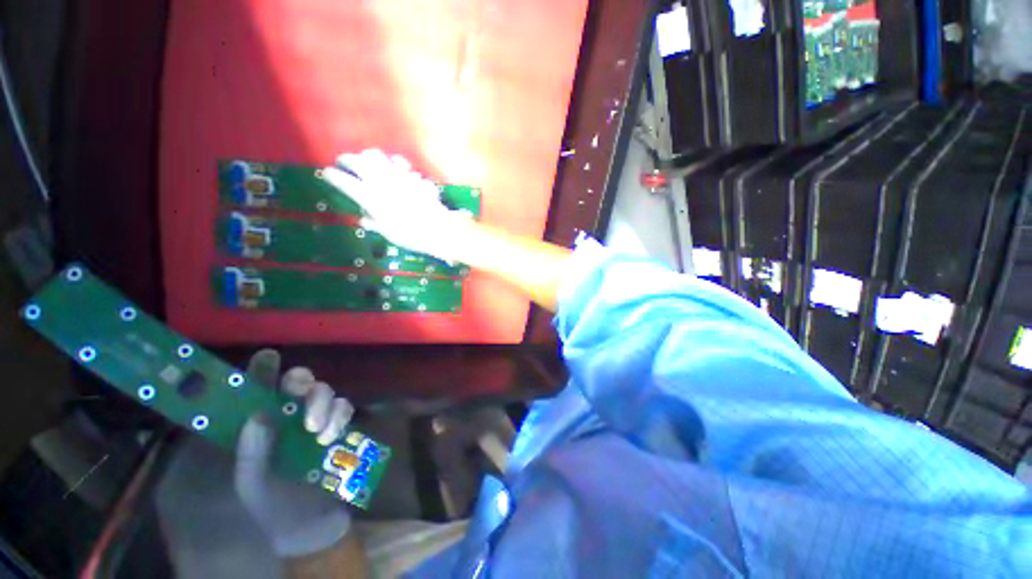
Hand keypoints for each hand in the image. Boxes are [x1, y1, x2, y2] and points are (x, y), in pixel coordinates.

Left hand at [234, 349, 354, 557]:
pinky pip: (344, 407)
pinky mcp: (338, 427)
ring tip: (316, 429)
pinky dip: (339, 415)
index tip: (269, 356)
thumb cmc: (272, 506)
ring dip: (321, 403)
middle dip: (300, 380)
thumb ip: (251, 452)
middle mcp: (288, 417)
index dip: (262, 370)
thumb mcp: (252, 484)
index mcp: (259, 427)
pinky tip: (331, 435)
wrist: (310, 525)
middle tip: (300, 390)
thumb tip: (260, 414)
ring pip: (324, 390)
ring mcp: (315, 420)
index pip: (257, 390)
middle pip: (297, 382)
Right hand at [321, 149, 471, 260]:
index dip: (333, 176)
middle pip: (357, 162)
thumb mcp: (389, 233)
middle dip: (346, 160)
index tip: (326, 173)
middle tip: (343, 161)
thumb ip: (374, 223)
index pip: (345, 182)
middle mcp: (380, 181)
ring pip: (376, 156)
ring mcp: (397, 175)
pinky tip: (392, 164)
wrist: (438, 228)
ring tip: (365, 159)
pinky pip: (398, 161)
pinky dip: (391, 161)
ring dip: (367, 156)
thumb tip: (364, 219)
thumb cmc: (411, 235)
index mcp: (370, 197)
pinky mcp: (412, 175)